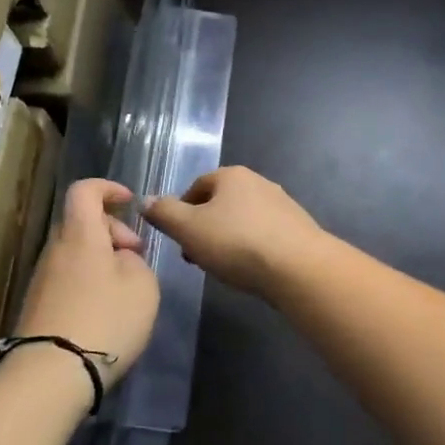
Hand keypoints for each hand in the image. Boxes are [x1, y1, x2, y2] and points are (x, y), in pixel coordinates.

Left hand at [16, 179, 159, 386]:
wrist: (52, 373)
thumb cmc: (105, 319)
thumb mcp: (142, 286)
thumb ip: (136, 262)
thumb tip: (121, 260)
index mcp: (81, 234)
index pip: (85, 191)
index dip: (108, 188)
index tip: (129, 202)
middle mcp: (55, 249)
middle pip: (81, 223)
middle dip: (112, 231)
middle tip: (136, 257)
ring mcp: (42, 278)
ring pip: (75, 252)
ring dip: (101, 260)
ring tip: (125, 288)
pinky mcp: (37, 306)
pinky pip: (67, 278)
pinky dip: (88, 282)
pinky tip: (105, 311)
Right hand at [143, 166, 326, 299]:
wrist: (299, 268)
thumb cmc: (237, 243)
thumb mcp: (189, 229)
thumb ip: (164, 213)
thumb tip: (145, 200)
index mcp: (232, 175)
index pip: (197, 186)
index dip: (181, 212)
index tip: (178, 239)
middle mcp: (259, 182)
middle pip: (220, 203)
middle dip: (204, 228)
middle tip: (196, 256)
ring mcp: (282, 204)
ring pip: (242, 220)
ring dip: (227, 239)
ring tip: (222, 267)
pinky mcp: (298, 229)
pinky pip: (264, 235)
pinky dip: (251, 248)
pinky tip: (249, 269)